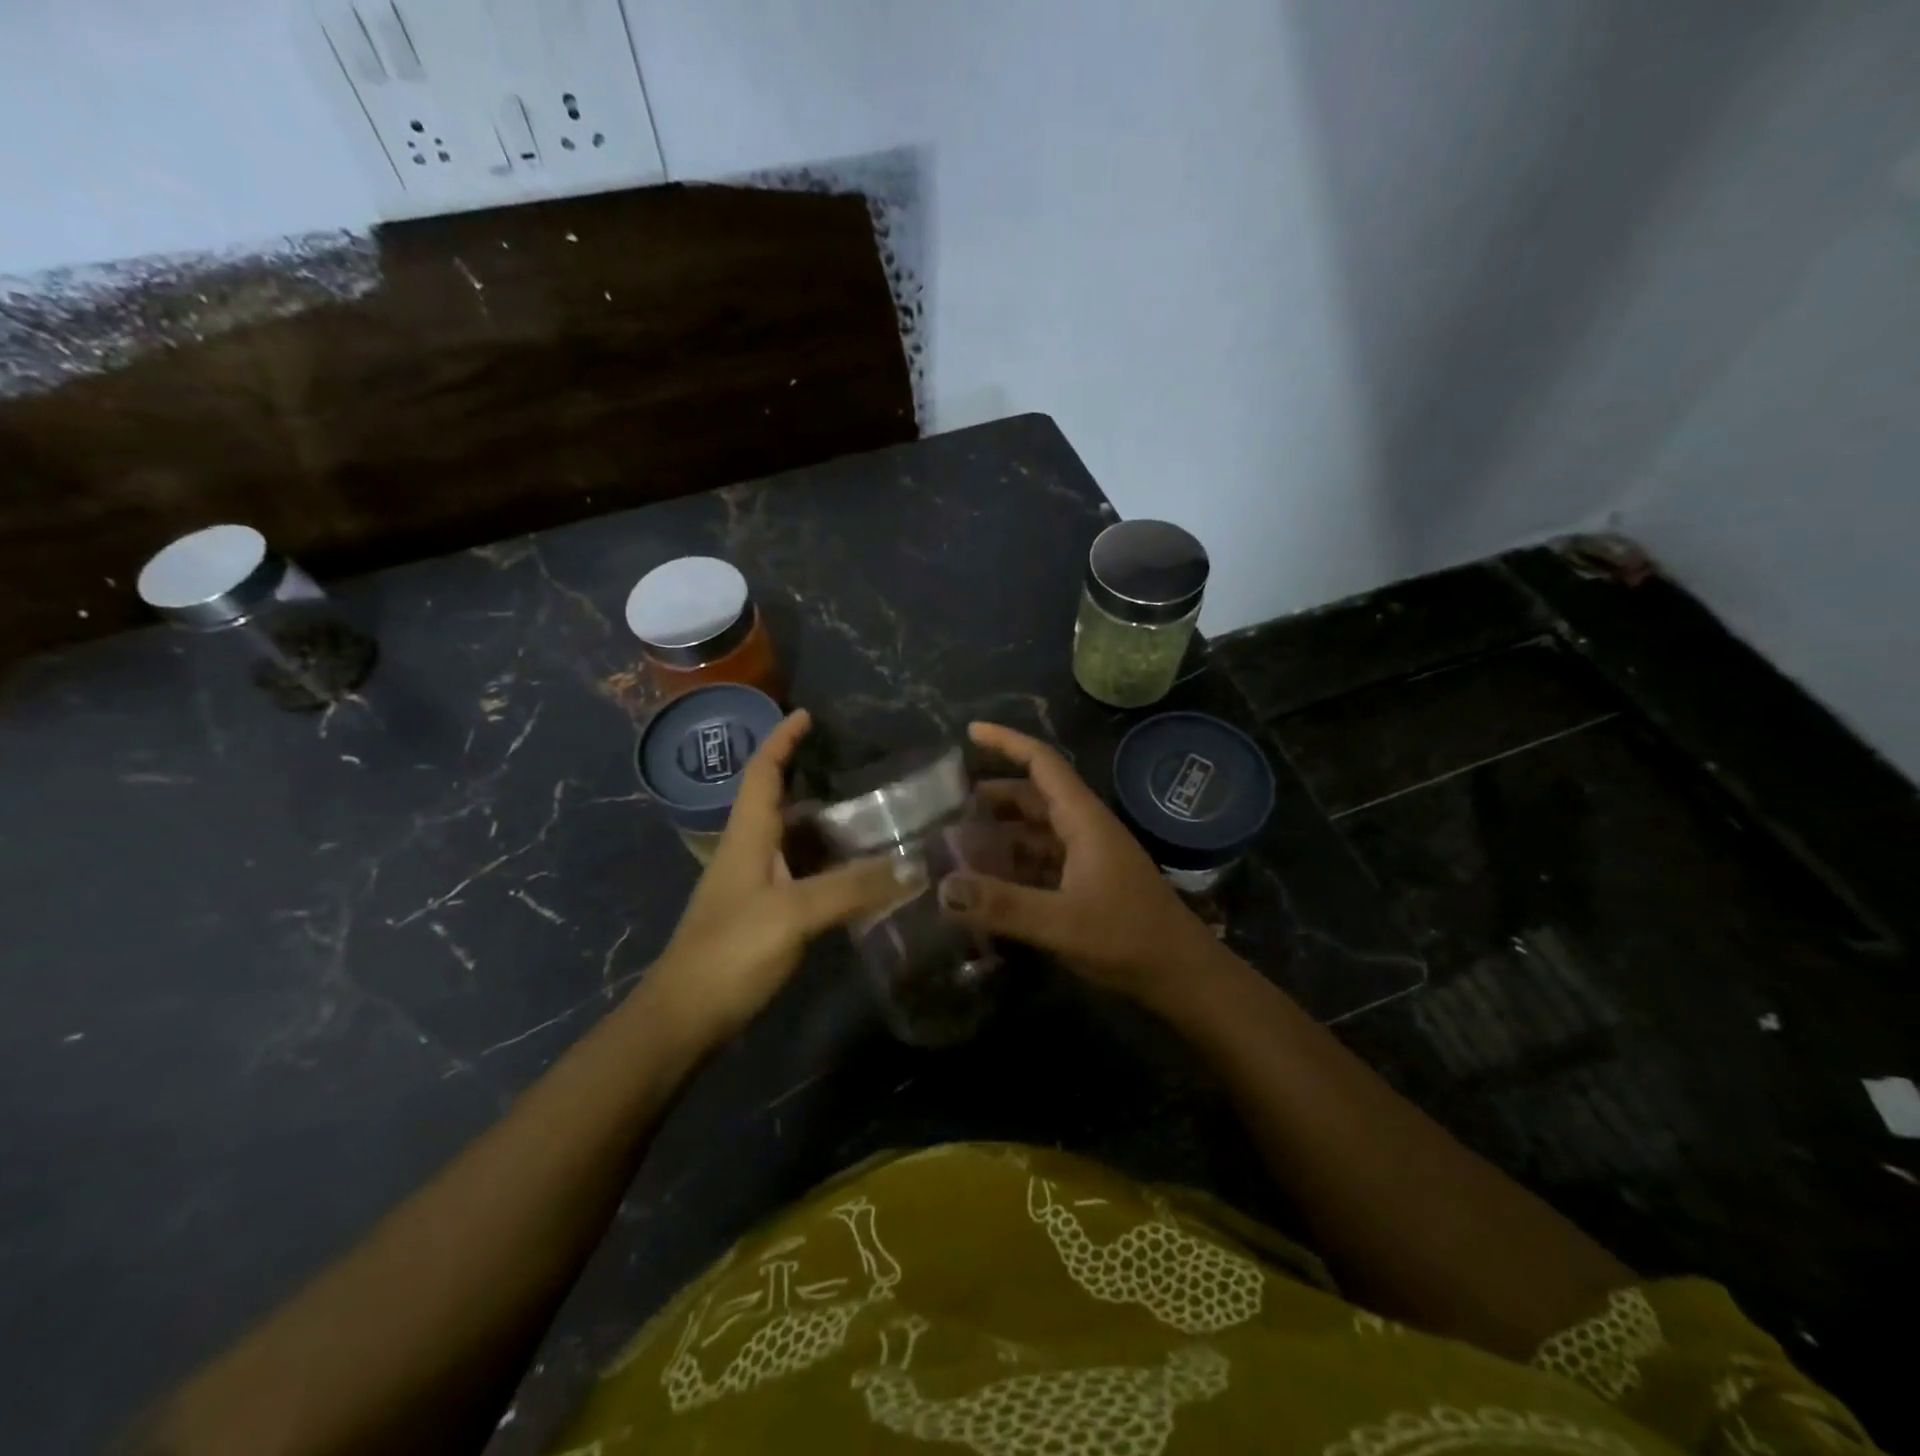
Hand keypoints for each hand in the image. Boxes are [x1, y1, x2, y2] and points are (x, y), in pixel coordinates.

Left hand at [648, 710, 916, 1047]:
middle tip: (861, 773)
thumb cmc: (730, 953)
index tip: (806, 715)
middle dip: (811, 780)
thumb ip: (853, 888)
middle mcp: (747, 853)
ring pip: (791, 841)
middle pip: (777, 802)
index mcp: (746, 836)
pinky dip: (827, 866)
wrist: (683, 1020)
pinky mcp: (760, 918)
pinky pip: (799, 876)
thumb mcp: (794, 913)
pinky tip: (856, 876)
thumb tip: (914, 866)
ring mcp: (751, 888)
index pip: (761, 772)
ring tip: (870, 818)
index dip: (781, 740)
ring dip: (824, 825)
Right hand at [936, 721, 1221, 1008]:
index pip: (1042, 763)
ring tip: (957, 844)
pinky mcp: (1087, 884)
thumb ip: (1002, 905)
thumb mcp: (1061, 923)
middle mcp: (1084, 830)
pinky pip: (1041, 861)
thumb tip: (942, 888)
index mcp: (1083, 820)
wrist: (1182, 976)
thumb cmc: (1128, 938)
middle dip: (992, 796)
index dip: (1007, 742)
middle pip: (1033, 797)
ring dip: (1000, 833)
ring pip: (1036, 832)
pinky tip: (988, 883)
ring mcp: (1088, 858)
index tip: (970, 732)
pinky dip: (1013, 864)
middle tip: (947, 805)